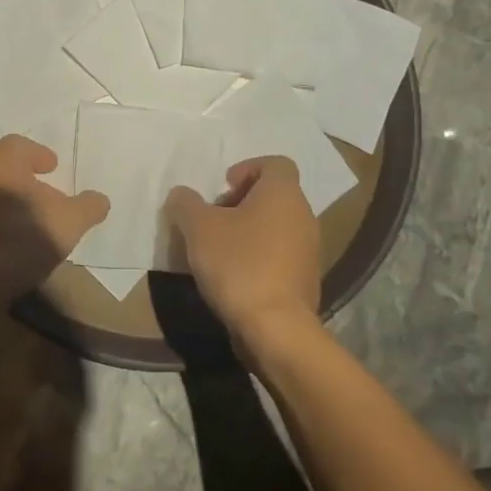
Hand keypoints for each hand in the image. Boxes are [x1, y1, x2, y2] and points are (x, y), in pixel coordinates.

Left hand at [0, 134, 108, 302]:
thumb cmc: (22, 238)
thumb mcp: (69, 222)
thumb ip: (87, 207)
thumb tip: (99, 200)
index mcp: (2, 165)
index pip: (18, 145)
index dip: (39, 153)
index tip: (54, 167)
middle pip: (7, 171)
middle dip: (30, 182)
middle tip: (52, 197)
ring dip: (19, 206)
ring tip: (41, 226)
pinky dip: (6, 226)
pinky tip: (22, 247)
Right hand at [166, 155, 320, 346]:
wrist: (275, 327)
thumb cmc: (238, 264)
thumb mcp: (198, 228)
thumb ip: (185, 204)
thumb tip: (181, 195)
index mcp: (283, 194)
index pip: (275, 163)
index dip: (247, 168)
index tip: (223, 187)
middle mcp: (304, 215)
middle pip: (274, 195)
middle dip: (241, 202)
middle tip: (213, 219)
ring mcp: (309, 250)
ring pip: (276, 226)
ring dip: (248, 230)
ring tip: (218, 250)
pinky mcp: (305, 279)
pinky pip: (280, 254)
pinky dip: (258, 255)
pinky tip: (234, 275)